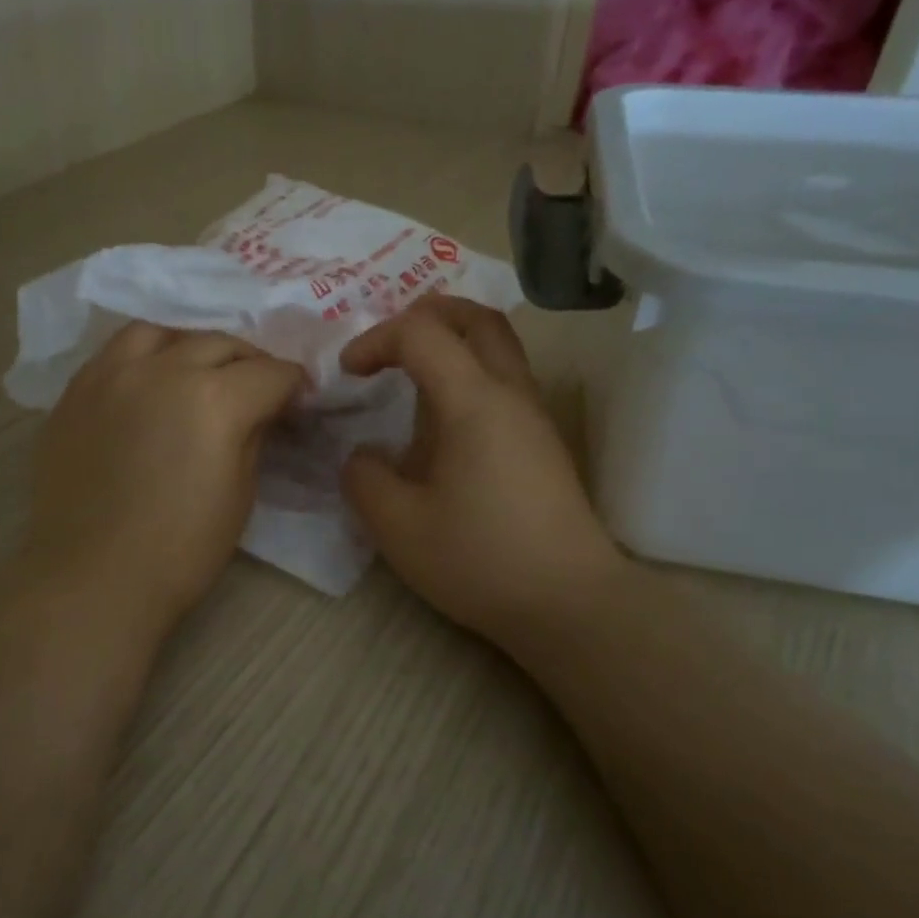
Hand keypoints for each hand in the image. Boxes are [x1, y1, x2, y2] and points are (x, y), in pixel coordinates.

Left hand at [22, 323, 304, 638]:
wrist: (94, 578)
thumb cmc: (181, 550)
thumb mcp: (240, 493)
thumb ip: (253, 435)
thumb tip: (260, 411)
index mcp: (215, 398)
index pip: (271, 373)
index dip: (294, 386)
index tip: (299, 401)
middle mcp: (163, 370)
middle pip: (220, 344)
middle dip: (250, 362)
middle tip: (258, 389)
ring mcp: (111, 375)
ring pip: (161, 333)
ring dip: (190, 347)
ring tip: (196, 371)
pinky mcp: (76, 392)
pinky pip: (115, 354)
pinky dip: (144, 359)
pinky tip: (149, 385)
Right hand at [340, 297, 621, 652]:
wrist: (569, 603)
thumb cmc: (480, 560)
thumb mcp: (397, 527)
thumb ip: (364, 479)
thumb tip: (365, 456)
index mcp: (474, 401)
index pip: (422, 333)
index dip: (376, 339)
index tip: (349, 374)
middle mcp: (511, 393)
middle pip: (477, 317)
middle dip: (427, 314)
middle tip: (389, 343)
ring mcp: (534, 416)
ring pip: (498, 346)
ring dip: (451, 343)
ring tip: (411, 378)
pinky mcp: (543, 442)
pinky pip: (504, 381)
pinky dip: (468, 375)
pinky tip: (442, 425)